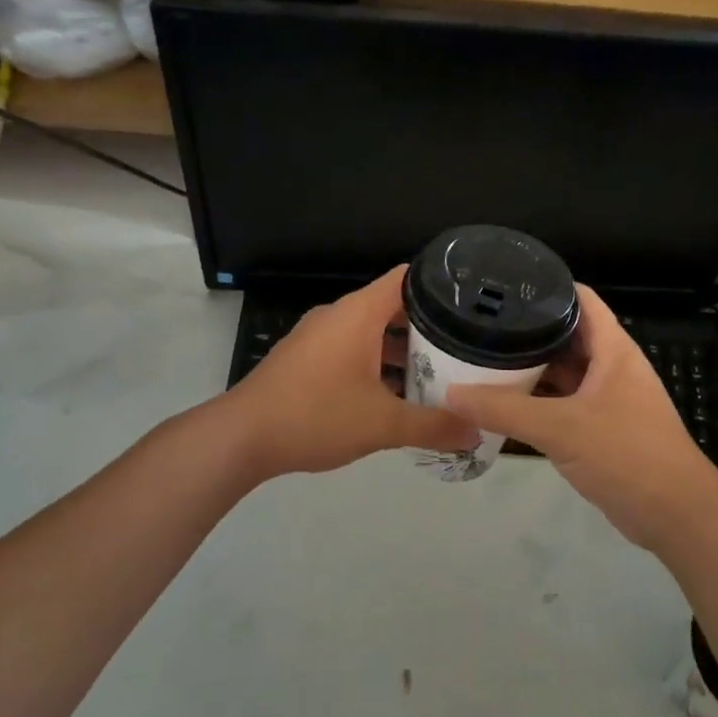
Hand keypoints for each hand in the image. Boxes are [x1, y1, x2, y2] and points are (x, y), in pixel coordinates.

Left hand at [223, 266, 477, 479]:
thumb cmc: (316, 416)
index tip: (472, 305)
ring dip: (401, 351)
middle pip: (392, 307)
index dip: (441, 286)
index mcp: (358, 314)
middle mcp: (338, 316)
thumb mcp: (383, 424)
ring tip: (438, 375)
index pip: (407, 279)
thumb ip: (433, 426)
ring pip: (371, 332)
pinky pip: (350, 350)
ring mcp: (317, 337)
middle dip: (428, 328)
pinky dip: (376, 364)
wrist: (242, 437)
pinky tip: (394, 396)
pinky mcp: (304, 359)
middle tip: (465, 348)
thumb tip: (476, 432)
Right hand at [441, 286, 717, 550]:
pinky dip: (538, 399)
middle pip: (566, 334)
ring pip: (564, 371)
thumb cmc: (627, 455)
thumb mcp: (561, 428)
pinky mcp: (602, 427)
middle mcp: (611, 366)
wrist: (676, 515)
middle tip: (480, 324)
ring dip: (531, 367)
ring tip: (483, 357)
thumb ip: (505, 409)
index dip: (546, 286)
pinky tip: (505, 401)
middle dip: (527, 330)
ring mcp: (608, 397)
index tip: (502, 285)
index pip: (579, 299)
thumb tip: (450, 393)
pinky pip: (564, 401)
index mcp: (613, 349)